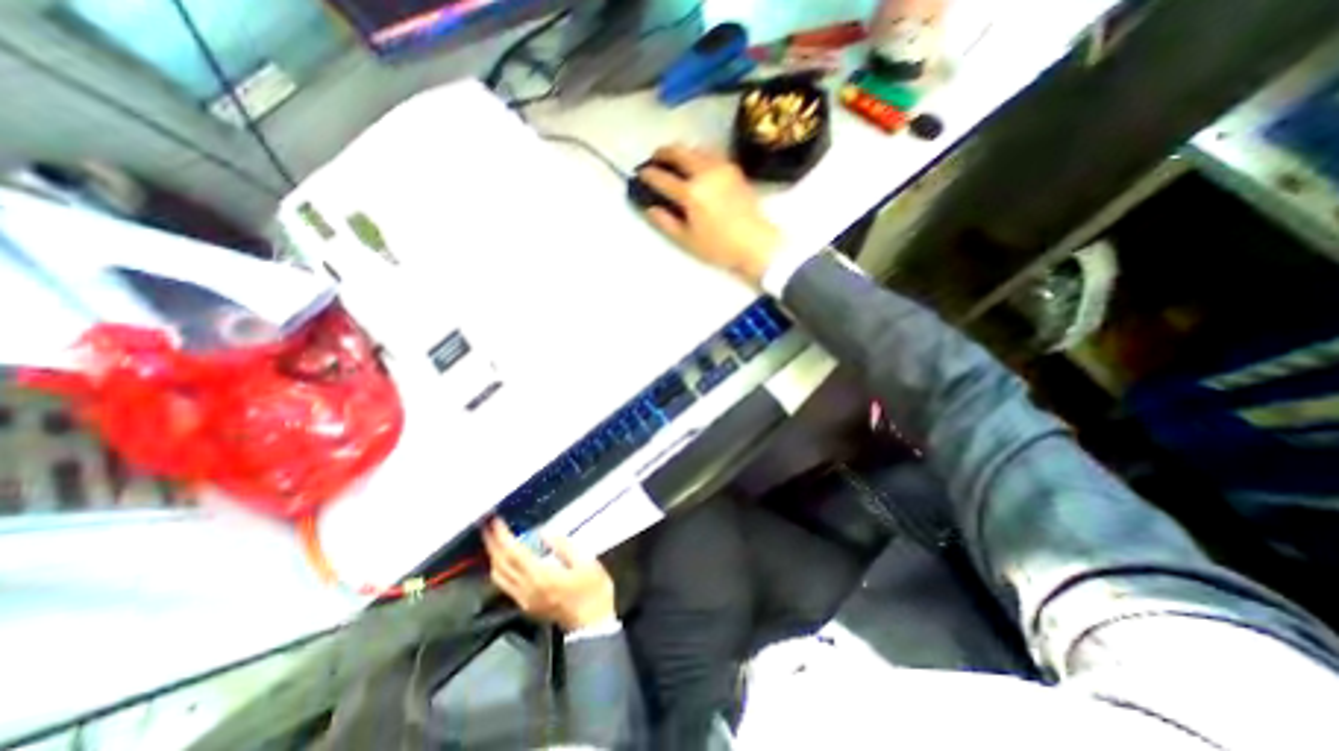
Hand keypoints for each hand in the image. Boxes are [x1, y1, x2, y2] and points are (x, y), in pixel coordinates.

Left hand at [481, 520, 615, 631]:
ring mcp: (524, 599)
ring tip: (494, 541)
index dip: (502, 536)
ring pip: (499, 577)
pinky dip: (501, 569)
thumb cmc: (593, 590)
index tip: (495, 521)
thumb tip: (544, 534)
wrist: (593, 626)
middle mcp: (526, 589)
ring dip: (494, 557)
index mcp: (541, 576)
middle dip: (492, 544)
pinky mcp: (527, 606)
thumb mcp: (586, 562)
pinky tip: (506, 560)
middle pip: (501, 565)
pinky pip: (505, 585)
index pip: (514, 553)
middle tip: (488, 526)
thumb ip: (563, 546)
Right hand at [636, 143, 786, 285]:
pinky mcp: (734, 169)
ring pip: (696, 149)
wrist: (755, 243)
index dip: (648, 174)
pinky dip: (699, 155)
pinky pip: (711, 154)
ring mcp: (722, 168)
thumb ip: (665, 222)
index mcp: (691, 193)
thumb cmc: (719, 247)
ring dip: (682, 152)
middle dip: (663, 153)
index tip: (640, 173)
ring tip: (675, 162)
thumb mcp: (687, 240)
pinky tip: (697, 166)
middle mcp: (705, 173)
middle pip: (679, 152)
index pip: (663, 178)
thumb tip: (650, 208)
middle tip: (655, 159)